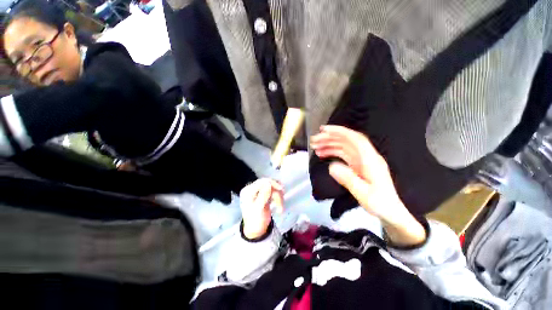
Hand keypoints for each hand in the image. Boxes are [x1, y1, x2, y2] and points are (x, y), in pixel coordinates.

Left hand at [239, 179, 283, 238]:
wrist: (256, 231)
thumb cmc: (255, 221)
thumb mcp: (258, 209)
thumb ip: (263, 195)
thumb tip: (269, 183)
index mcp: (248, 191)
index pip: (261, 182)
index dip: (272, 183)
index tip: (281, 189)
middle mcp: (253, 189)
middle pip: (268, 184)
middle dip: (276, 193)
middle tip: (280, 204)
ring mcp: (259, 191)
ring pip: (273, 188)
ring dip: (278, 197)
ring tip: (280, 208)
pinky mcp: (265, 194)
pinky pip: (274, 191)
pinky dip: (278, 197)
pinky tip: (279, 204)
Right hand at [311, 125, 425, 245]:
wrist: (390, 211)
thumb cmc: (380, 203)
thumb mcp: (364, 194)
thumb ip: (348, 179)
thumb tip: (331, 166)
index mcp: (371, 159)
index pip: (355, 139)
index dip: (339, 131)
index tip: (324, 130)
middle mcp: (366, 156)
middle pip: (347, 141)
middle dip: (330, 138)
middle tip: (314, 140)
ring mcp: (362, 160)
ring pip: (344, 146)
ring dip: (329, 144)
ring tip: (315, 148)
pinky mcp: (357, 165)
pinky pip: (343, 154)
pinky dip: (332, 152)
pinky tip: (323, 154)